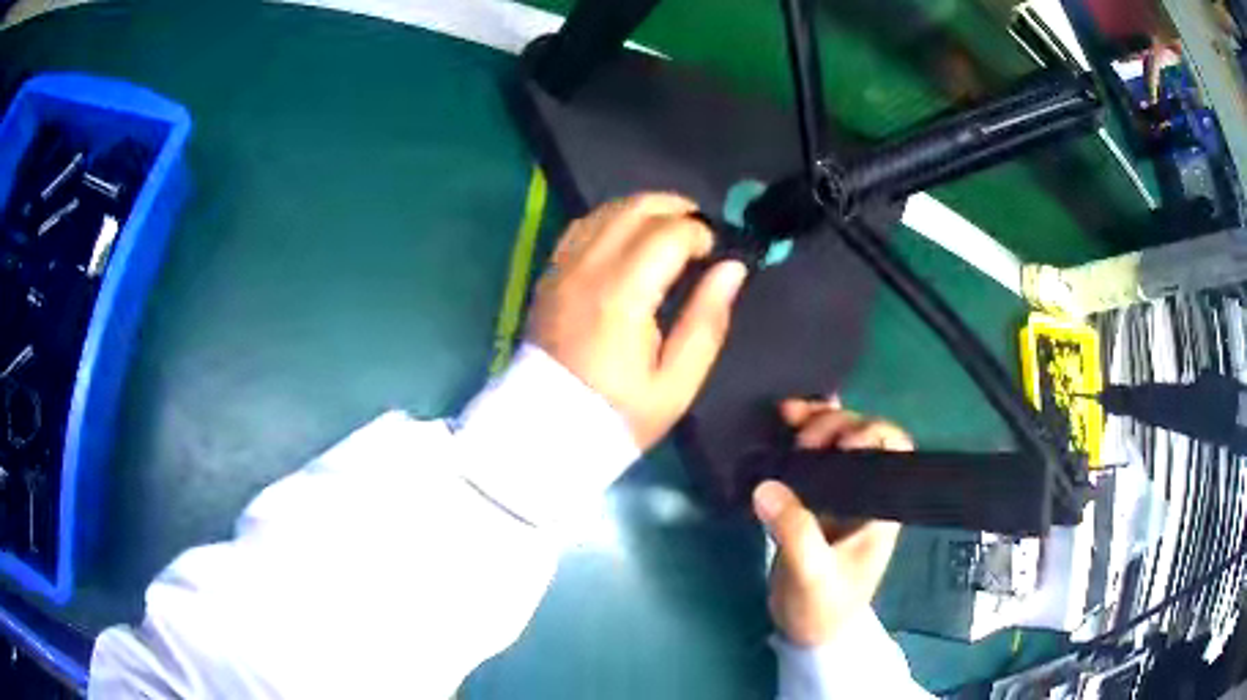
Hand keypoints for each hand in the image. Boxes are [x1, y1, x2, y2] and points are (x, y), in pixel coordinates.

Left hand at [527, 193, 747, 449]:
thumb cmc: (618, 414)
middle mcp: (587, 269)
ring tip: (669, 230)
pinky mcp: (549, 276)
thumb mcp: (676, 383)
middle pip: (635, 208)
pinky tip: (627, 237)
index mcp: (622, 296)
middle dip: (675, 208)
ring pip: (605, 210)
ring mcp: (562, 269)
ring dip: (643, 209)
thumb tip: (732, 268)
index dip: (700, 233)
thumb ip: (707, 321)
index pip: (668, 233)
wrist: (548, 431)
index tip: (716, 252)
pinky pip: (580, 227)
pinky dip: (610, 220)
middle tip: (699, 231)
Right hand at [753, 397, 911, 645]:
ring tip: (787, 413)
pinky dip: (798, 438)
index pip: (893, 450)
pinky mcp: (813, 500)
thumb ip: (794, 531)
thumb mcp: (811, 574)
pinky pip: (810, 460)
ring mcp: (840, 494)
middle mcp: (866, 492)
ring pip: (836, 441)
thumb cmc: (824, 607)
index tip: (837, 445)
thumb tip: (765, 485)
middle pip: (863, 436)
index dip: (870, 434)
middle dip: (836, 424)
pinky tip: (784, 423)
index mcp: (882, 505)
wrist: (809, 632)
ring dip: (815, 421)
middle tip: (802, 438)